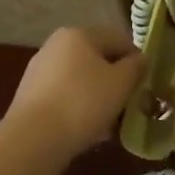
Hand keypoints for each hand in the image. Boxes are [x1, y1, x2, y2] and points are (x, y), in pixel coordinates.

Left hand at [6, 26, 145, 165]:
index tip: (144, 83)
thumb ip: (136, 66)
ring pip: (81, 79)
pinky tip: (88, 128)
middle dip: (115, 79)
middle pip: (98, 59)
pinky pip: (64, 96)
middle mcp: (56, 45)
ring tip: (110, 121)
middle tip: (129, 102)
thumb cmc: (83, 102)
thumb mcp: (122, 83)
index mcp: (79, 34)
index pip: (119, 39)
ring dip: (98, 95)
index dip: (136, 60)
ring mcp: (39, 71)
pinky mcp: (29, 96)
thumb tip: (139, 60)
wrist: (32, 140)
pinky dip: (78, 107)